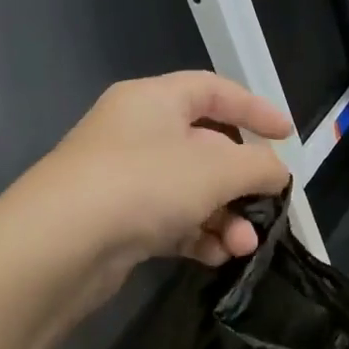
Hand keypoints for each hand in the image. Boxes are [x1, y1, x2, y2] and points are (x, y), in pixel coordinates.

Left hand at [20, 71, 291, 289]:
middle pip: (206, 148)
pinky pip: (170, 220)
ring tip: (244, 246)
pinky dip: (197, 236)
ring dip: (225, 218)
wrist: (60, 245)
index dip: (255, 110)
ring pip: (191, 191)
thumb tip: (277, 173)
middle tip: (269, 206)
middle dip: (243, 183)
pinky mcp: (117, 220)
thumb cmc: (146, 184)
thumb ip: (259, 166)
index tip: (287, 136)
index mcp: (155, 100)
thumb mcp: (218, 169)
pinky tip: (217, 257)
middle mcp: (137, 133)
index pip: (214, 91)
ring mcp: (124, 178)